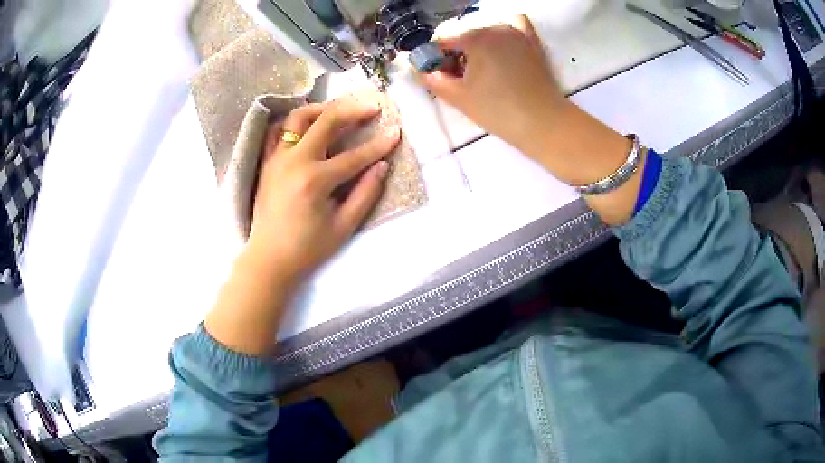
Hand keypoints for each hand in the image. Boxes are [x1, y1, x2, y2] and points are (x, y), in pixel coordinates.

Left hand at [205, 96, 400, 355]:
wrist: (269, 259)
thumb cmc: (307, 248)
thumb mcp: (343, 227)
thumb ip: (365, 194)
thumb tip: (382, 166)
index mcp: (315, 180)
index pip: (354, 156)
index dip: (379, 144)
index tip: (396, 132)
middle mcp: (294, 161)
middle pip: (326, 122)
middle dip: (352, 110)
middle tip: (372, 106)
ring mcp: (277, 158)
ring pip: (298, 118)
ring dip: (321, 109)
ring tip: (339, 110)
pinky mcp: (267, 162)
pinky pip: (278, 131)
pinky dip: (294, 123)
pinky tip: (308, 124)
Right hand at [418, 15, 568, 156]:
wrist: (543, 123)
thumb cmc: (498, 110)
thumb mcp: (458, 96)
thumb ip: (432, 79)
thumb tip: (419, 69)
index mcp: (474, 37)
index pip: (442, 41)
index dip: (434, 59)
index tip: (438, 77)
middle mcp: (494, 27)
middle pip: (464, 36)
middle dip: (456, 54)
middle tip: (459, 79)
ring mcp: (516, 33)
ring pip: (486, 32)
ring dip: (477, 45)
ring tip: (481, 70)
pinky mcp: (532, 43)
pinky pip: (515, 26)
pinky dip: (504, 32)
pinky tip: (501, 47)